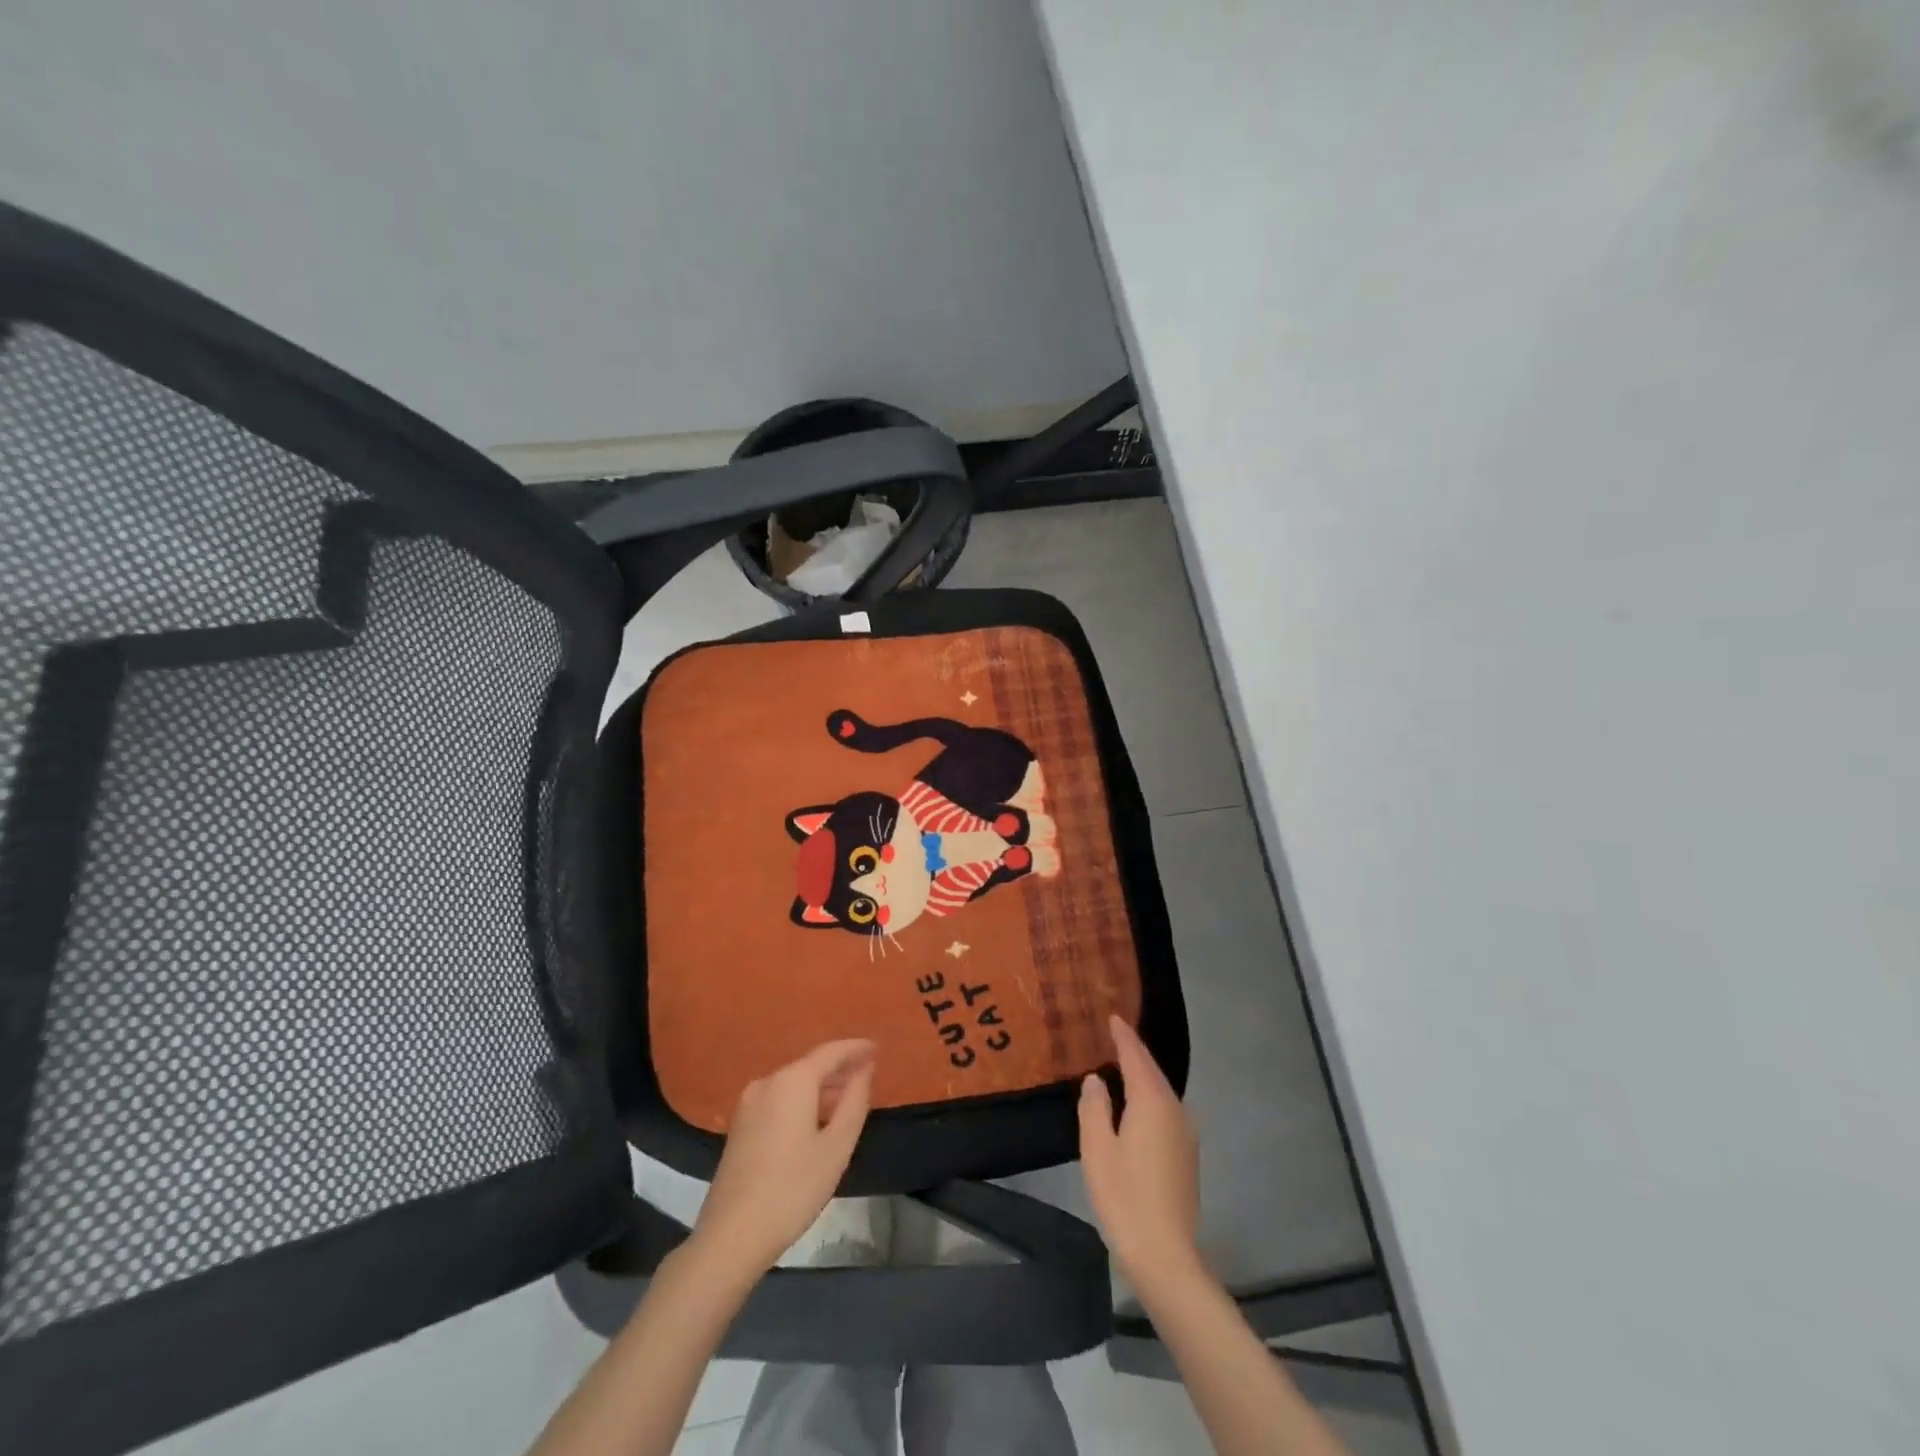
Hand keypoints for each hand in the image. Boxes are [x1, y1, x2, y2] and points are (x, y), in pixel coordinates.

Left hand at [690, 1039, 875, 1276]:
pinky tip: (817, 1118)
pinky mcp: (741, 1125)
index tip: (877, 1048)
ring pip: (794, 1083)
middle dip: (839, 1068)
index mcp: (792, 1081)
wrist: (732, 1235)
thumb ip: (854, 1102)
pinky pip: (780, 1099)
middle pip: (810, 1065)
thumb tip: (864, 1071)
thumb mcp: (836, 1146)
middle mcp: (768, 1082)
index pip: (830, 1052)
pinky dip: (803, 1101)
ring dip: (822, 1087)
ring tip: (848, 1097)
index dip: (855, 1048)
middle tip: (868, 1073)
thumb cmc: (793, 1189)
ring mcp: (749, 1103)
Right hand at [1078, 1015, 1201, 1287]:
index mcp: (1152, 1102)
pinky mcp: (1186, 1154)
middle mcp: (1175, 1110)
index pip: (1136, 1057)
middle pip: (1152, 1071)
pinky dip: (1149, 1096)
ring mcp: (1185, 1134)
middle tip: (1113, 1034)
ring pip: (1161, 1092)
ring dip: (1142, 1076)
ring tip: (1120, 1064)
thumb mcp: (1097, 1149)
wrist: (1166, 1255)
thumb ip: (1094, 1108)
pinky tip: (1135, 1104)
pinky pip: (1165, 1110)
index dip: (1123, 1036)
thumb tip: (1096, 1080)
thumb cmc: (1125, 1197)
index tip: (1112, 1016)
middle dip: (1134, 1052)